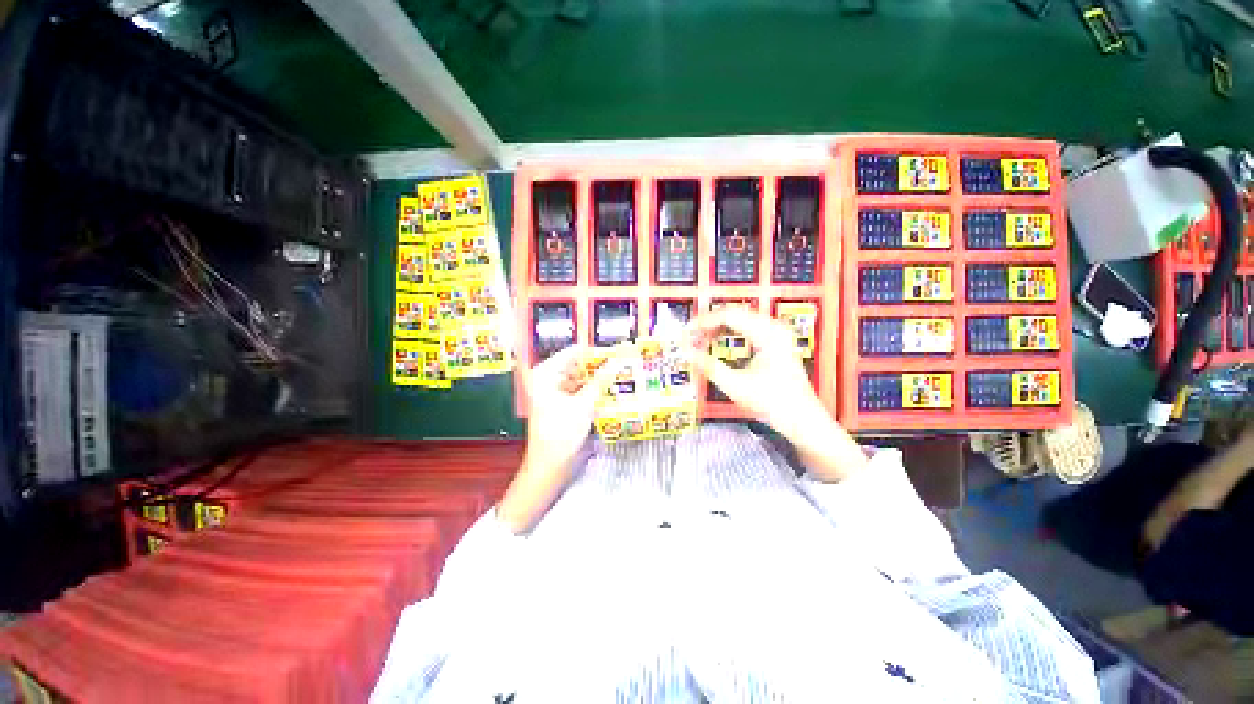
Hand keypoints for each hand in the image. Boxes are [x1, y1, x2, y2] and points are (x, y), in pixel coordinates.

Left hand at [499, 345, 623, 532]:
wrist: (549, 465)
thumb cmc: (562, 432)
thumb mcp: (584, 403)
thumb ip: (601, 379)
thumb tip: (617, 361)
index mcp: (545, 373)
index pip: (573, 352)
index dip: (595, 351)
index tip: (616, 349)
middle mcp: (547, 378)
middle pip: (576, 364)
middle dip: (597, 365)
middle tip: (621, 362)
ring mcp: (552, 391)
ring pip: (579, 377)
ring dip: (596, 377)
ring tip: (618, 373)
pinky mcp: (560, 403)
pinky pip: (578, 389)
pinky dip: (591, 389)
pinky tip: (608, 389)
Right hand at [687, 307, 867, 481]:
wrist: (803, 421)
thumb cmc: (773, 404)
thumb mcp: (735, 385)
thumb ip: (708, 366)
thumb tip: (686, 351)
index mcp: (768, 333)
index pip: (729, 315)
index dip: (703, 322)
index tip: (685, 332)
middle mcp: (774, 327)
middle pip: (734, 314)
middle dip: (708, 324)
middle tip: (689, 337)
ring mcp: (776, 334)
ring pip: (739, 320)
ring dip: (717, 328)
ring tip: (699, 341)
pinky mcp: (774, 342)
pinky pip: (746, 329)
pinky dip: (728, 334)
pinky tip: (716, 343)